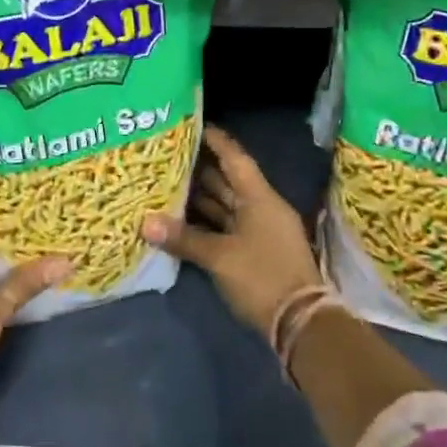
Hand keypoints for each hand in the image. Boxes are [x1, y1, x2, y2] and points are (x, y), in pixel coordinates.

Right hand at [142, 125, 319, 337]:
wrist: (301, 323)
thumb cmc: (262, 277)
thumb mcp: (219, 257)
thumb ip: (183, 238)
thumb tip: (145, 223)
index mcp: (259, 198)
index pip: (234, 158)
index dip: (215, 140)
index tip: (192, 123)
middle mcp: (261, 208)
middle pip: (227, 180)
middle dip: (199, 168)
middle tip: (168, 154)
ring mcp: (260, 231)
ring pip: (225, 205)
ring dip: (200, 197)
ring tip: (167, 182)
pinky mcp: (255, 252)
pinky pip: (226, 226)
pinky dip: (206, 222)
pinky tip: (181, 219)